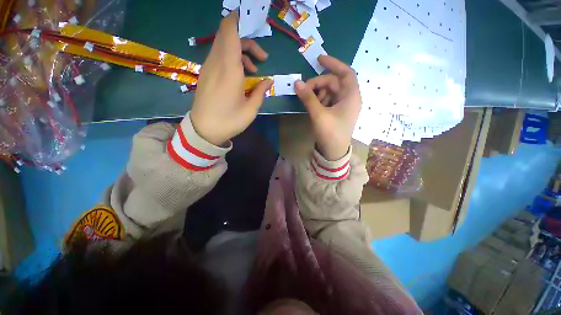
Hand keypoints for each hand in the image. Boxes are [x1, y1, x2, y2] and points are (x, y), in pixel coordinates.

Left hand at [188, 12, 272, 145]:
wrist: (204, 130)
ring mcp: (209, 67)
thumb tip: (268, 80)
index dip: (240, 20)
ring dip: (242, 51)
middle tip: (263, 58)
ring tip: (254, 70)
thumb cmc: (229, 121)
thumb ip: (261, 91)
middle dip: (248, 40)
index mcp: (229, 69)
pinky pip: (220, 56)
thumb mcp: (251, 109)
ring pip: (224, 45)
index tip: (254, 21)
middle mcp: (216, 62)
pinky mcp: (207, 73)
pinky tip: (241, 75)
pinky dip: (233, 58)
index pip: (229, 30)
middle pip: (228, 35)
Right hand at [295, 55, 361, 160]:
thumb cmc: (330, 134)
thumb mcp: (319, 115)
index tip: (319, 60)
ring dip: (318, 92)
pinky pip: (328, 100)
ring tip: (308, 100)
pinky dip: (319, 100)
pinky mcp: (336, 112)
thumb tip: (297, 82)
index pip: (346, 72)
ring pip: (330, 91)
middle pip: (334, 82)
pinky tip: (312, 105)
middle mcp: (349, 98)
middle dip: (318, 83)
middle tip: (304, 89)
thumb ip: (308, 98)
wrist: (334, 153)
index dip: (333, 63)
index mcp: (351, 96)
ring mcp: (343, 106)